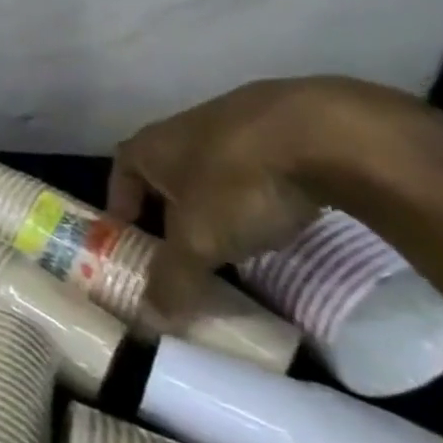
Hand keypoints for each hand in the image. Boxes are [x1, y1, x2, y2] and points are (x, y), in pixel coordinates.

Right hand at [106, 77, 415, 318]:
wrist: (323, 131)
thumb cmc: (237, 183)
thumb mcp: (199, 241)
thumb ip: (173, 279)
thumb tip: (148, 323)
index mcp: (148, 147)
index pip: (119, 174)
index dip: (121, 206)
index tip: (131, 238)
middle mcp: (181, 128)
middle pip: (166, 170)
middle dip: (172, 206)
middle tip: (186, 246)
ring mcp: (235, 120)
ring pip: (214, 164)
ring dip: (219, 196)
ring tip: (239, 235)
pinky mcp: (286, 122)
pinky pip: (261, 160)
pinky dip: (263, 185)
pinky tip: (286, 210)